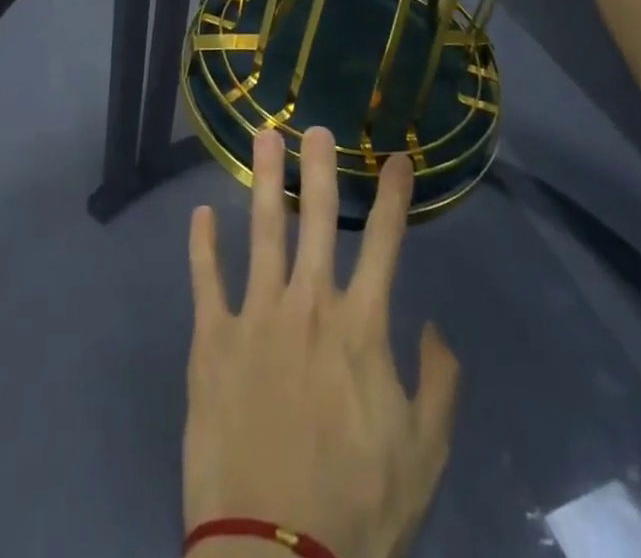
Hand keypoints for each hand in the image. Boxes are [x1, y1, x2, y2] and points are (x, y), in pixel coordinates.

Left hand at [184, 127, 459, 557]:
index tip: (397, 157)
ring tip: (262, 137)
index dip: (392, 196)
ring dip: (264, 180)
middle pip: (317, 219)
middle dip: (319, 168)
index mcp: (361, 327)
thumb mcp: (423, 455)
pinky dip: (203, 245)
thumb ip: (438, 384)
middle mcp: (309, 305)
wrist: (276, 557)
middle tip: (316, 125)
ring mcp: (256, 317)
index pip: (384, 243)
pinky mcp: (213, 341)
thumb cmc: (357, 508)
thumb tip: (436, 326)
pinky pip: (206, 280)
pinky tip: (201, 212)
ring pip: (262, 231)